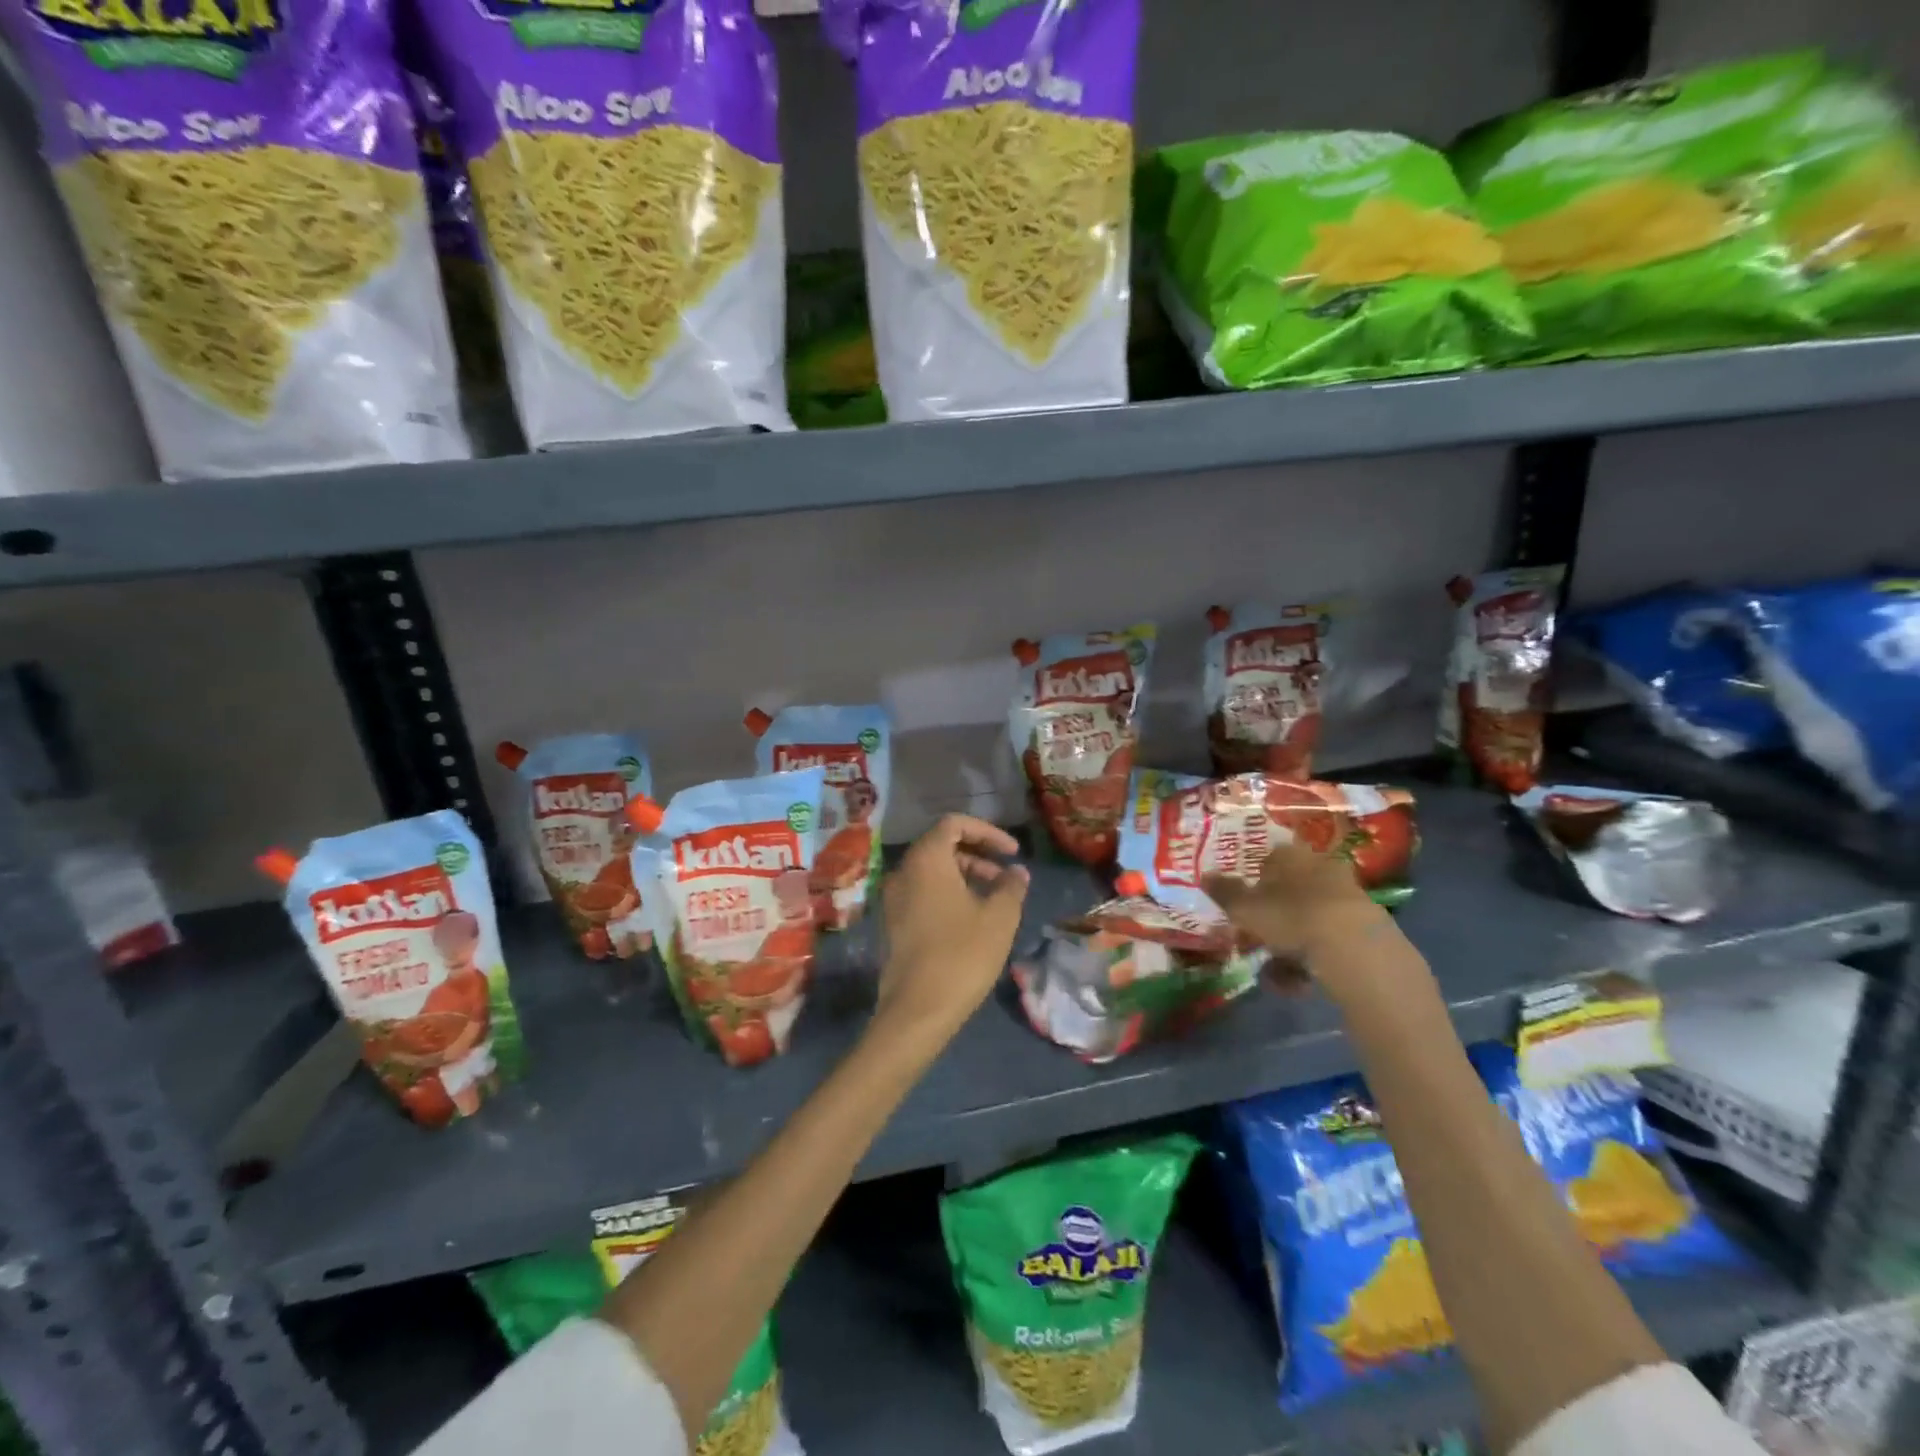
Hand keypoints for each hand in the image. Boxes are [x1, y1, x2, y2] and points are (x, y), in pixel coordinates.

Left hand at [875, 815, 1028, 1041]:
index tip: (1012, 852)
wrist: (917, 1010)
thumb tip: (1017, 872)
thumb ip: (1011, 886)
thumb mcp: (999, 917)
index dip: (987, 831)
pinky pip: (922, 893)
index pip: (954, 824)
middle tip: (1006, 877)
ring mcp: (893, 898)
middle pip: (941, 846)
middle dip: (978, 854)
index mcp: (926, 859)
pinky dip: (948, 894)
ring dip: (965, 875)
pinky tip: (972, 919)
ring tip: (995, 900)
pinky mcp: (893, 923)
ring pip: (932, 871)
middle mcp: (903, 871)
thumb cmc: (962, 954)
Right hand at [1203, 838, 1378, 962]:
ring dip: (1287, 947)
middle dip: (1270, 920)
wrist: (1354, 947)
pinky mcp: (1365, 928)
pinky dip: (1309, 961)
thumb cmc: (1290, 915)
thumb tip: (1205, 875)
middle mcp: (1320, 868)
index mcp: (1290, 855)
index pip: (1268, 859)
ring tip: (1274, 973)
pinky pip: (1326, 942)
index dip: (1253, 880)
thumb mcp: (1245, 907)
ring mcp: (1346, 897)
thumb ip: (1224, 892)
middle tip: (1254, 941)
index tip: (1242, 904)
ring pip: (1306, 920)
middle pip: (1288, 892)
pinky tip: (1297, 983)